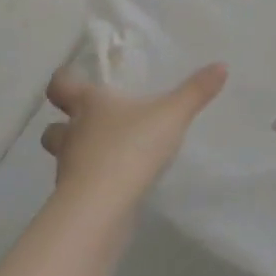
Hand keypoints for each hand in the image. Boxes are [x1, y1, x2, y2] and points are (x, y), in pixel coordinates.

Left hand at [40, 58, 226, 210]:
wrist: (101, 210)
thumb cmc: (131, 148)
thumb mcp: (172, 114)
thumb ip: (196, 91)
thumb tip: (221, 65)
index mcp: (89, 106)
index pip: (61, 86)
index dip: (64, 81)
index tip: (73, 78)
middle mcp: (73, 135)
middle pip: (54, 128)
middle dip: (66, 125)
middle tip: (90, 123)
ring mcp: (69, 171)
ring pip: (65, 158)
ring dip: (80, 155)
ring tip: (109, 154)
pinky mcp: (75, 202)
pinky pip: (81, 185)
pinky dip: (93, 182)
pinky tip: (118, 183)